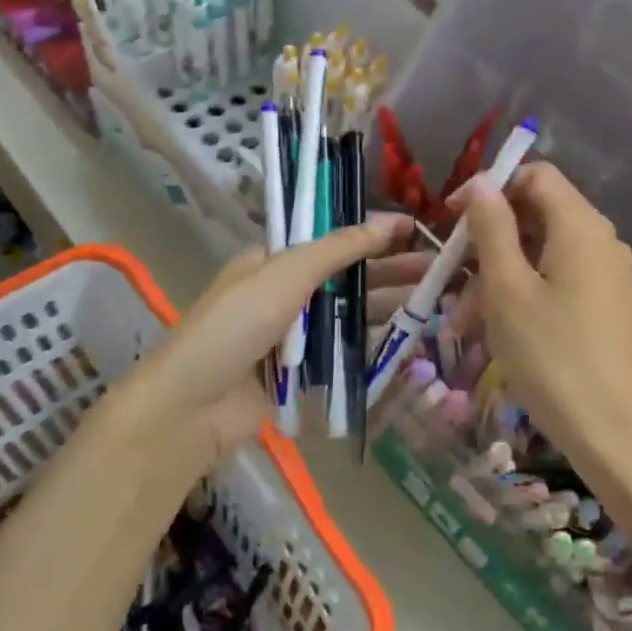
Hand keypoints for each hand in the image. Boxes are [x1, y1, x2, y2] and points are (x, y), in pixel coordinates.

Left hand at [121, 216, 431, 461]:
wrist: (192, 407)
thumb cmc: (235, 327)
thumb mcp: (285, 275)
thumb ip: (336, 249)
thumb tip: (386, 223)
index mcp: (273, 261)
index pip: (330, 237)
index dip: (371, 231)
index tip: (414, 228)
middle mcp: (284, 293)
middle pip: (346, 275)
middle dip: (390, 268)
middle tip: (439, 266)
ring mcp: (293, 335)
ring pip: (348, 313)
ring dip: (388, 304)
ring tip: (435, 298)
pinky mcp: (301, 373)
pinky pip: (342, 351)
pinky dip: (371, 342)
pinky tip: (408, 337)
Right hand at [454, 166, 631, 469]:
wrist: (621, 439)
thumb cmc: (555, 359)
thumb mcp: (509, 290)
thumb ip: (492, 228)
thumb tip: (481, 182)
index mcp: (580, 226)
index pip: (535, 174)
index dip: (489, 187)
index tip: (450, 219)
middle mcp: (600, 241)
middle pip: (536, 214)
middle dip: (487, 239)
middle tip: (450, 277)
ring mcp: (606, 277)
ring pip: (541, 254)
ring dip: (497, 275)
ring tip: (463, 320)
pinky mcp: (605, 309)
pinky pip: (556, 283)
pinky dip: (521, 296)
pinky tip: (495, 333)